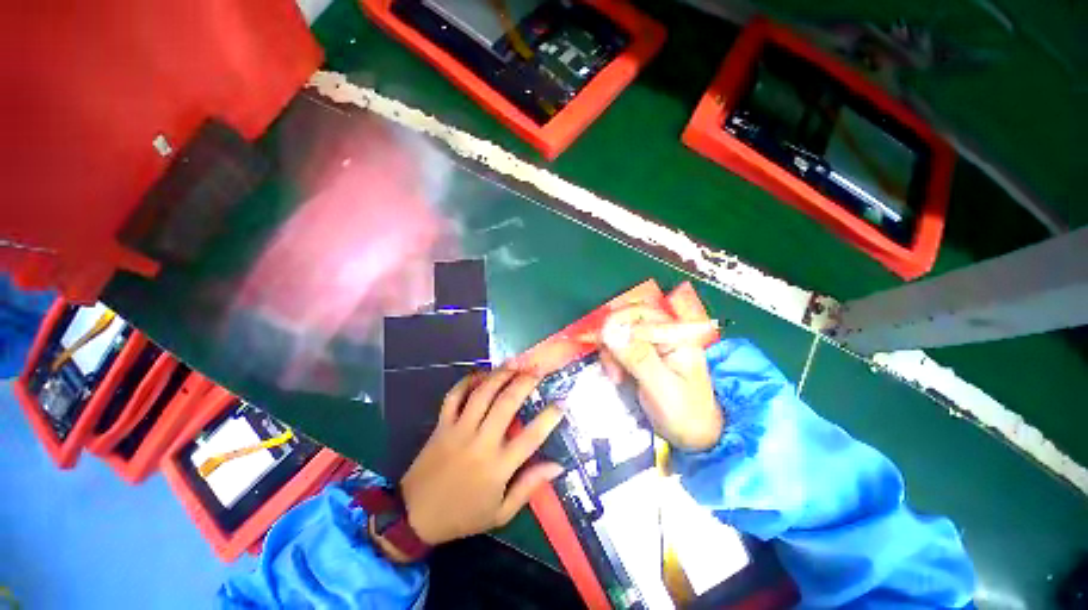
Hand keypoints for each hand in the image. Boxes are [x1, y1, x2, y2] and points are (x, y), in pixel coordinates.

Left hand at [399, 369, 563, 545]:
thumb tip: (558, 466)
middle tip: (538, 370)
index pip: (531, 437)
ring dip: (501, 375)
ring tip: (515, 363)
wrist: (415, 516)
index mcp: (498, 466)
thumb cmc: (463, 515)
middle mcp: (481, 442)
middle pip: (507, 404)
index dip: (550, 417)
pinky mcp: (442, 425)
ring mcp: (459, 430)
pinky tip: (481, 373)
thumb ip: (530, 486)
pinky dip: (467, 381)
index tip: (562, 402)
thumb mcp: (501, 513)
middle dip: (525, 382)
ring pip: (482, 394)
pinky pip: (454, 396)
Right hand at [599, 306, 722, 450]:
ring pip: (619, 333)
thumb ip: (637, 357)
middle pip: (627, 319)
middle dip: (613, 337)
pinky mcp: (641, 356)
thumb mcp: (661, 387)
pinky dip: (612, 359)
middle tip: (609, 361)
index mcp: (676, 336)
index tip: (601, 340)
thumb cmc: (685, 414)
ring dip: (611, 351)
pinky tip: (617, 376)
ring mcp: (652, 345)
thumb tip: (610, 332)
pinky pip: (618, 347)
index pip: (641, 313)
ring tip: (616, 377)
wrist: (693, 437)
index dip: (617, 322)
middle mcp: (663, 334)